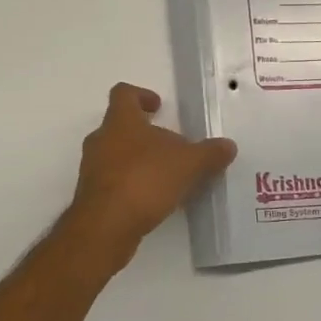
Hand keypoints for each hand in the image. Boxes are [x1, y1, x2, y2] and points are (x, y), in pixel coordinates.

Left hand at [63, 83, 236, 273]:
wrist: (105, 226)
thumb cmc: (144, 180)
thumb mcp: (188, 164)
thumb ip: (209, 153)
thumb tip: (228, 146)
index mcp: (121, 121)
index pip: (123, 94)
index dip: (141, 95)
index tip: (158, 106)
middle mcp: (101, 140)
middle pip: (120, 126)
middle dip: (145, 134)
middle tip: (171, 146)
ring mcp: (92, 169)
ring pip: (116, 155)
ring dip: (138, 161)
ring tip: (166, 176)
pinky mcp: (92, 196)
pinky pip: (113, 182)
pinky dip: (131, 185)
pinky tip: (153, 200)